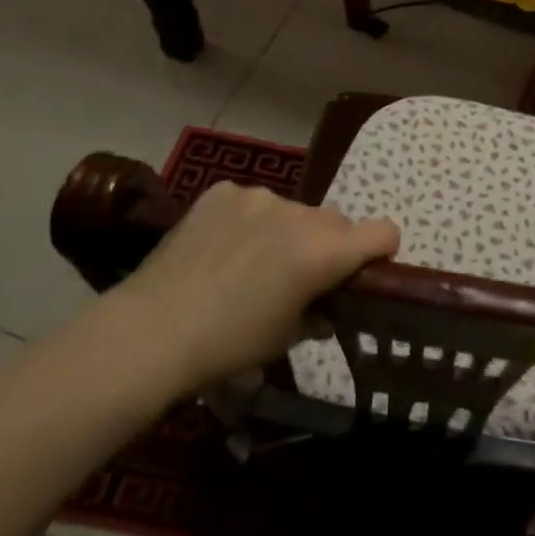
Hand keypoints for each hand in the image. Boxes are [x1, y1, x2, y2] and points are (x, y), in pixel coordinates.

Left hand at [117, 182, 398, 387]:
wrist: (150, 330)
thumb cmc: (228, 345)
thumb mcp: (286, 338)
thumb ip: (319, 313)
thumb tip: (327, 309)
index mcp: (323, 252)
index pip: (384, 232)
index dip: (382, 250)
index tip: (365, 270)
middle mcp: (301, 214)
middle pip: (336, 221)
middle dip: (328, 245)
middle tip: (298, 276)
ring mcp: (260, 197)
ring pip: (294, 211)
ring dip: (287, 231)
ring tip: (249, 262)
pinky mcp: (225, 191)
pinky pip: (252, 203)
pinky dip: (248, 221)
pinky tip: (220, 248)